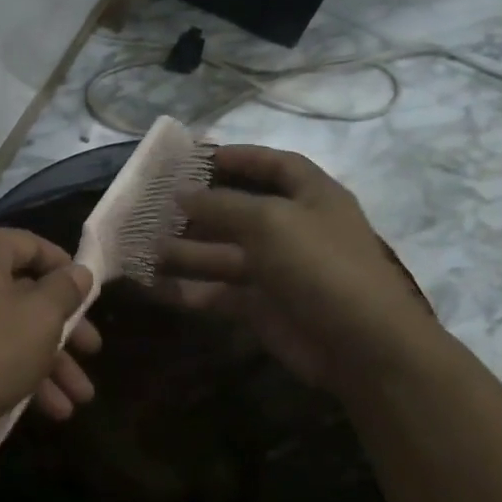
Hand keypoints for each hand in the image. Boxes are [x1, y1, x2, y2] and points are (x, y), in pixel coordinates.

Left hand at [0, 228, 101, 450]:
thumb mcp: (39, 320)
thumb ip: (65, 291)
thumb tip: (79, 271)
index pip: (31, 245)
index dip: (67, 269)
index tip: (91, 298)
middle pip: (20, 293)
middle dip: (62, 332)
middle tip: (92, 354)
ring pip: (4, 328)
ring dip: (44, 363)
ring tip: (75, 403)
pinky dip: (12, 371)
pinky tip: (42, 410)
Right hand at [159, 144, 437, 390]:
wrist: (361, 347)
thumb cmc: (320, 265)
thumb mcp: (270, 221)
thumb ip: (221, 204)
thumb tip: (181, 192)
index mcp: (312, 197)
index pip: (277, 165)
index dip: (241, 156)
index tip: (198, 155)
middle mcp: (294, 230)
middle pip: (239, 210)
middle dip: (197, 207)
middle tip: (152, 203)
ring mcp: (276, 271)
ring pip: (221, 254)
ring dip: (182, 250)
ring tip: (139, 245)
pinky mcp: (261, 307)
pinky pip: (216, 292)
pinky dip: (186, 290)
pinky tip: (151, 286)